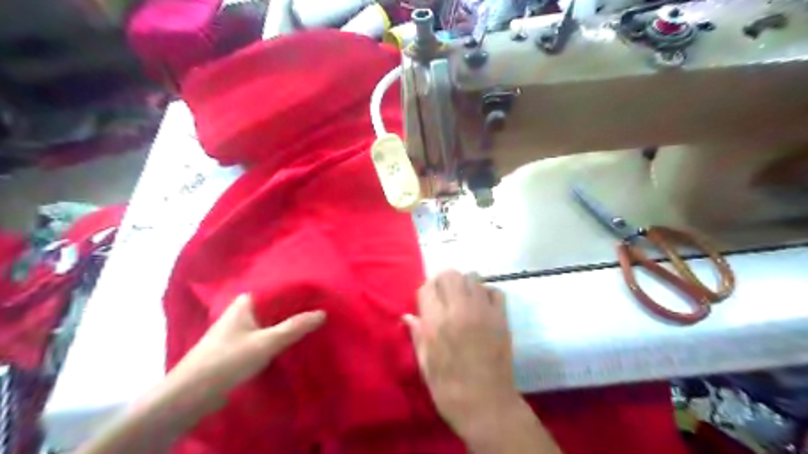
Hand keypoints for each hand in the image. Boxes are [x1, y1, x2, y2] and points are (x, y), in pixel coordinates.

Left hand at [170, 294, 324, 396]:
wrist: (190, 395)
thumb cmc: (228, 360)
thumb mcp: (267, 342)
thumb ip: (295, 327)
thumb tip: (323, 313)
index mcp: (243, 303)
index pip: (273, 289)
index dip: (293, 290)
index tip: (315, 292)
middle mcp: (237, 313)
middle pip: (270, 306)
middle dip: (290, 308)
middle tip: (316, 307)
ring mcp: (233, 331)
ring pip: (264, 322)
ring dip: (281, 323)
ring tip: (306, 322)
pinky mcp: (232, 349)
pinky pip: (259, 336)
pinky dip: (273, 336)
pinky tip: (286, 341)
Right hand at [403, 272, 517, 437]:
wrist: (488, 406)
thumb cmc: (449, 390)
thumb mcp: (425, 365)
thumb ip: (417, 335)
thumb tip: (408, 316)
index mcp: (437, 323)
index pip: (427, 288)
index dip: (425, 292)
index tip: (426, 302)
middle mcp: (460, 310)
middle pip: (450, 274)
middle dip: (443, 282)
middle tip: (444, 297)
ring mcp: (484, 312)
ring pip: (473, 277)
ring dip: (464, 285)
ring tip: (463, 300)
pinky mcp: (502, 318)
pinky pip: (495, 291)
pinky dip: (487, 293)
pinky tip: (482, 307)